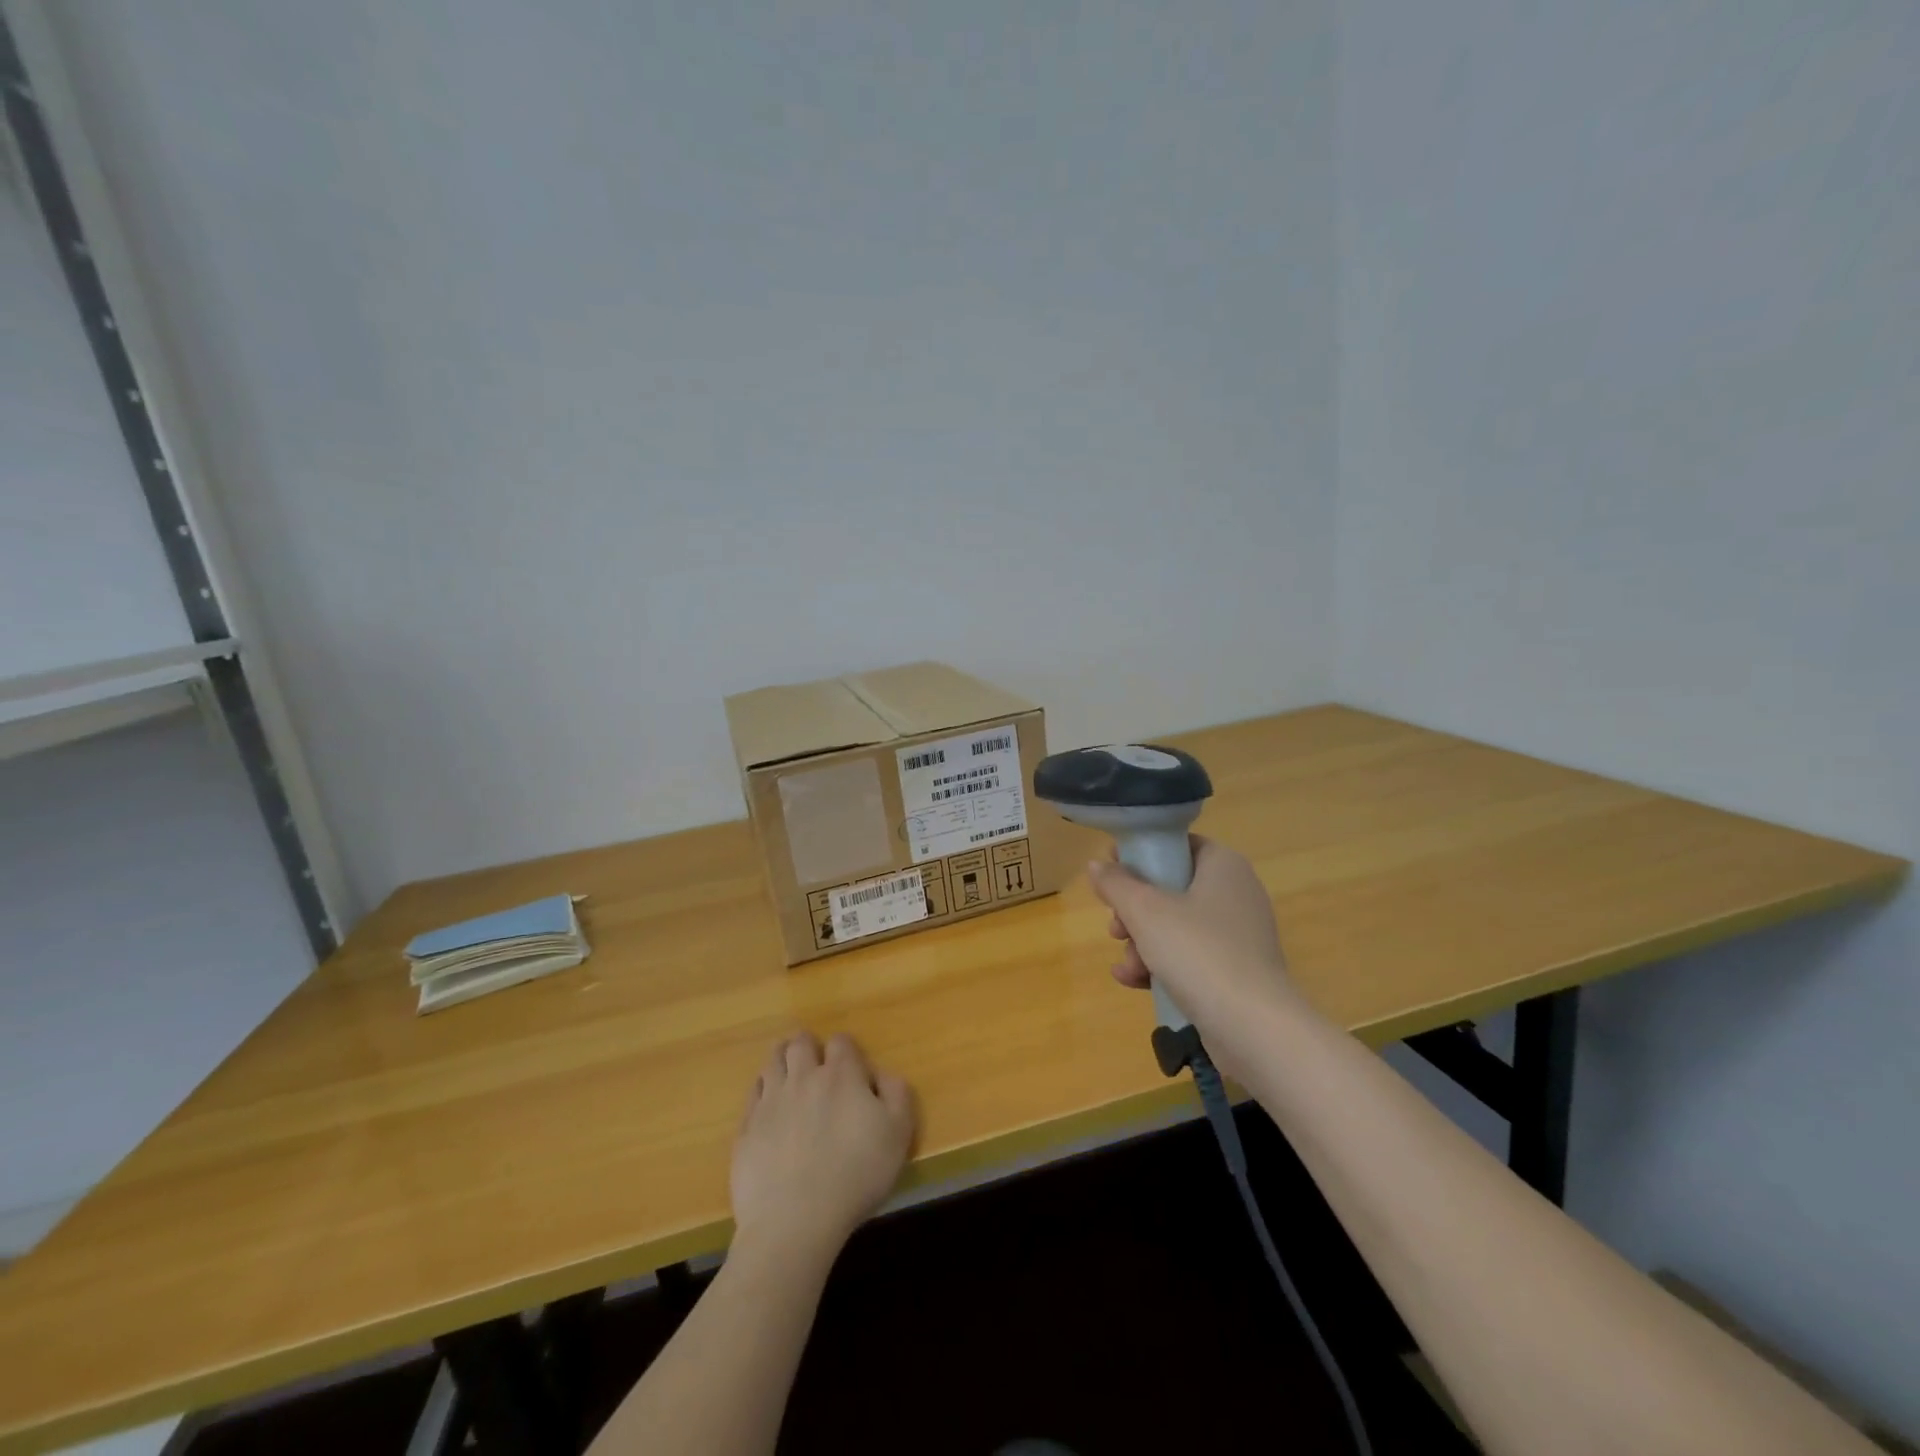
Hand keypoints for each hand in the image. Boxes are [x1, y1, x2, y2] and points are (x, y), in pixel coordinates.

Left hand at [731, 1032, 914, 1263]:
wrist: (795, 1221)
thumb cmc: (856, 1176)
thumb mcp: (898, 1134)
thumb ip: (897, 1093)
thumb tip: (882, 1074)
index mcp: (841, 1075)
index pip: (841, 1042)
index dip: (846, 1050)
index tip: (851, 1069)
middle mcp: (803, 1077)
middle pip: (800, 1042)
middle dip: (809, 1046)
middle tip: (815, 1063)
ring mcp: (770, 1100)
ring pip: (773, 1061)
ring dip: (783, 1060)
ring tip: (790, 1074)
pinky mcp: (747, 1127)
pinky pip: (753, 1093)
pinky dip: (762, 1090)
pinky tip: (769, 1106)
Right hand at [1086, 837, 1301, 1039]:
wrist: (1254, 1027)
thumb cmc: (1199, 952)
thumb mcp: (1146, 911)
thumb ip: (1116, 884)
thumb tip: (1096, 865)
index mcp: (1223, 865)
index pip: (1176, 844)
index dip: (1140, 855)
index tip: (1111, 876)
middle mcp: (1235, 893)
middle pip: (1170, 888)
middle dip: (1133, 912)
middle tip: (1116, 929)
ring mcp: (1237, 934)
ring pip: (1175, 925)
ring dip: (1141, 943)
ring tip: (1127, 965)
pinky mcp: (1234, 970)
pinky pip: (1189, 956)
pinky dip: (1161, 964)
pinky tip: (1132, 981)